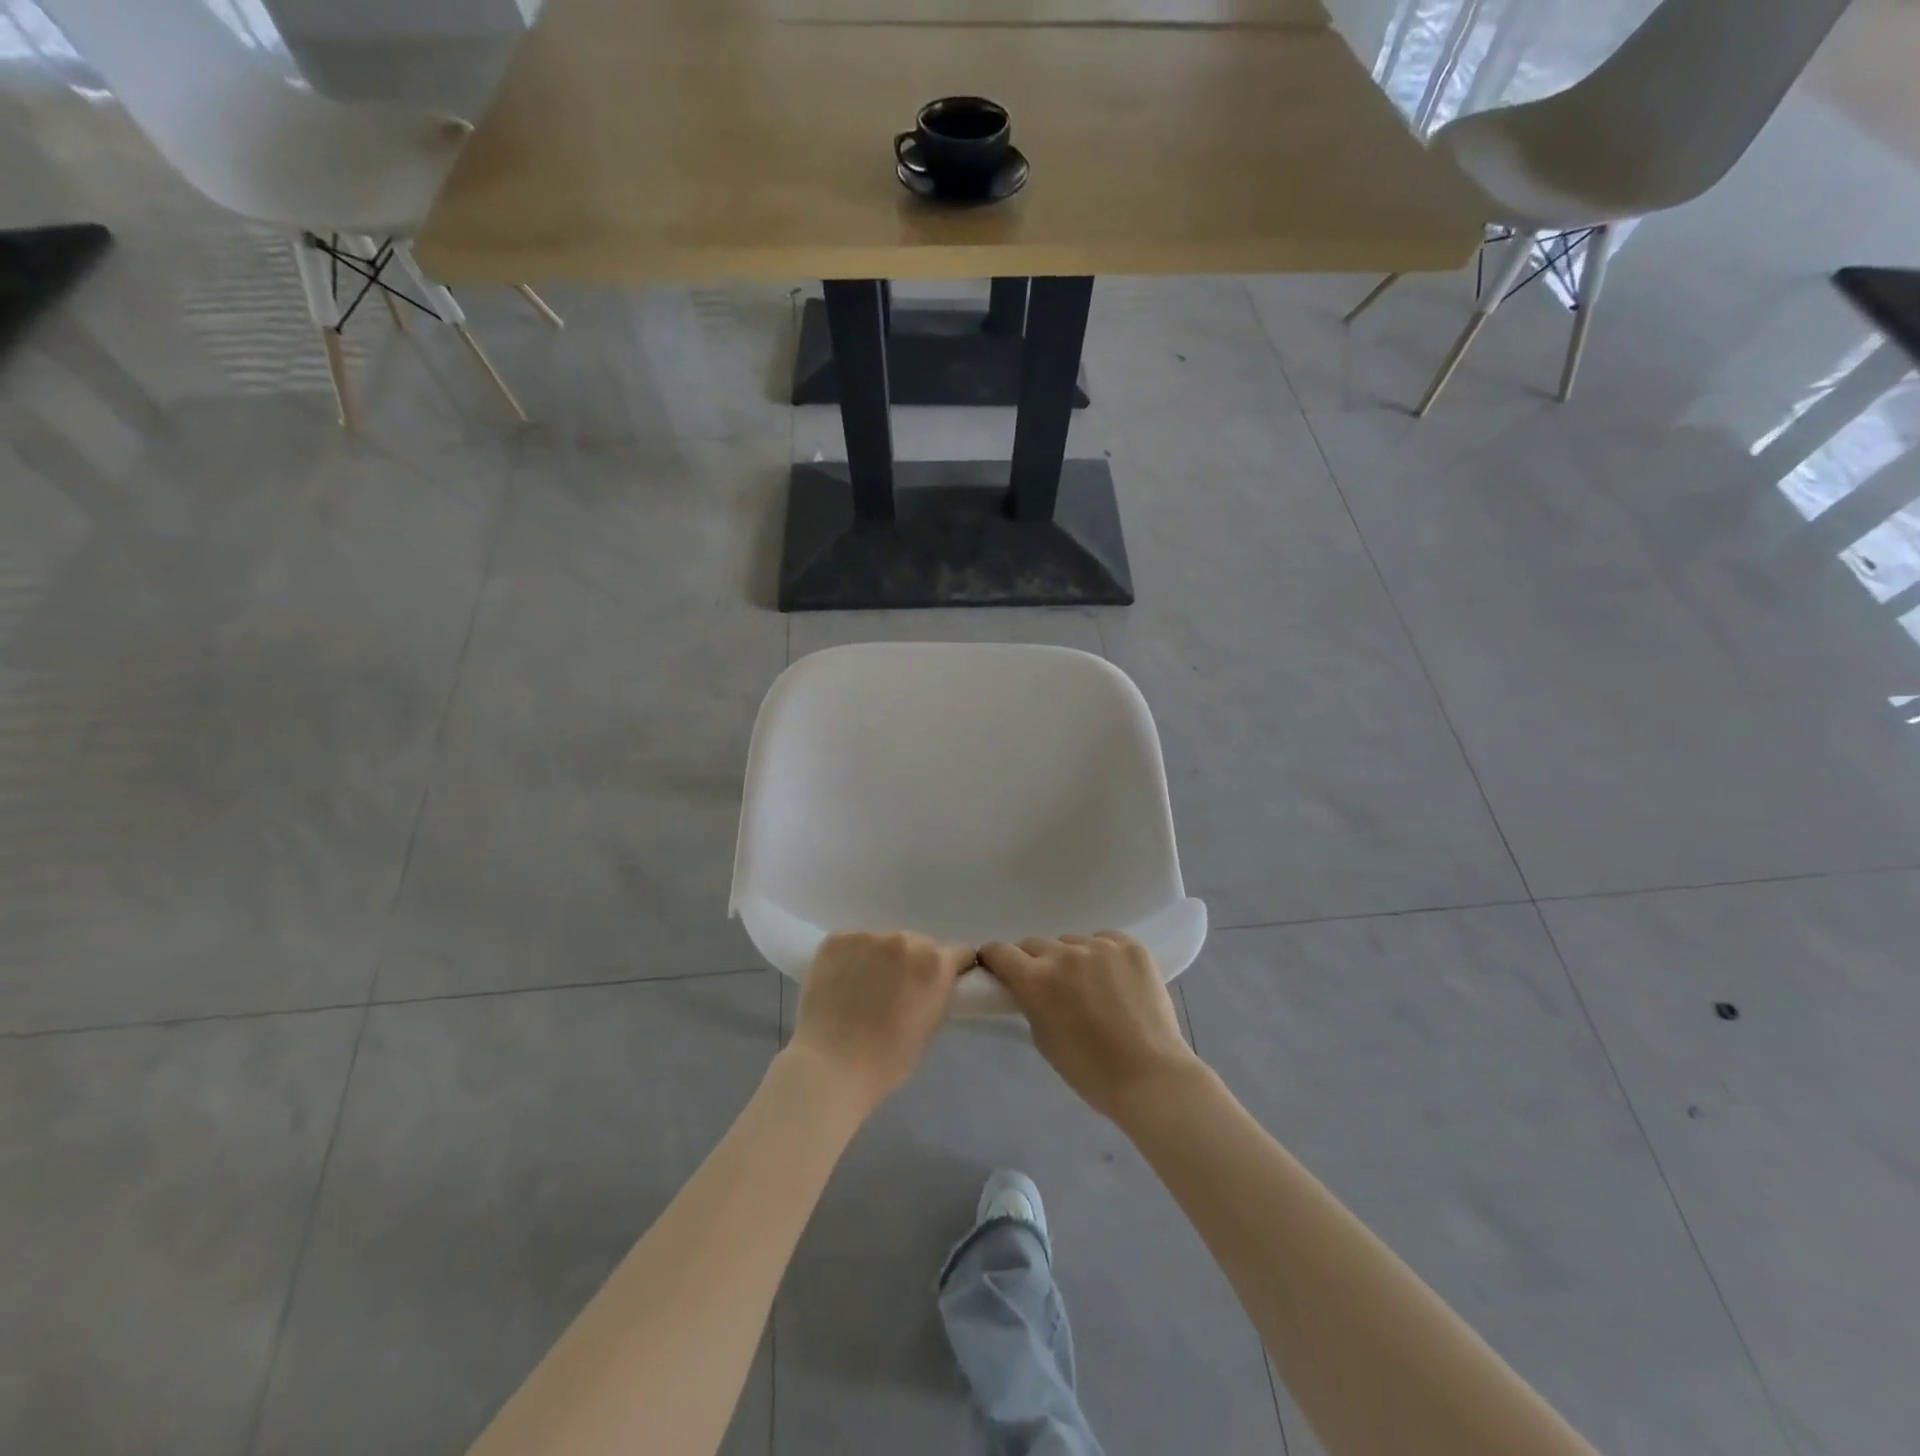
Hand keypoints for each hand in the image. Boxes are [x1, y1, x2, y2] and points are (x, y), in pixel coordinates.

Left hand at [786, 931, 975, 1116]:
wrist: (830, 1066)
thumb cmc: (887, 1059)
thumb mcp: (930, 1027)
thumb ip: (937, 993)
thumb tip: (933, 982)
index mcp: (935, 963)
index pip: (958, 953)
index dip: (951, 969)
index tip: (939, 983)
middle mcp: (904, 940)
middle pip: (918, 944)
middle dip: (913, 963)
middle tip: (896, 990)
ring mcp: (868, 936)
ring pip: (883, 942)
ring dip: (881, 959)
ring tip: (863, 988)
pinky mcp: (836, 939)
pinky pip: (853, 943)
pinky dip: (852, 958)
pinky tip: (841, 982)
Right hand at [977, 932, 1203, 1123]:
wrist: (1151, 1077)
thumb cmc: (1090, 1071)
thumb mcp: (1043, 1038)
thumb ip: (1029, 1002)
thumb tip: (1025, 985)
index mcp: (1037, 979)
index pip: (1000, 951)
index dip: (995, 959)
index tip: (998, 968)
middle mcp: (1065, 954)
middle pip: (1035, 944)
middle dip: (1034, 961)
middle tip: (1048, 985)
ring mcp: (1101, 946)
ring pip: (1071, 942)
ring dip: (1071, 958)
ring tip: (1089, 985)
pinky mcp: (1131, 946)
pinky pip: (1105, 940)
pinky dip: (1102, 955)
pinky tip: (1114, 979)